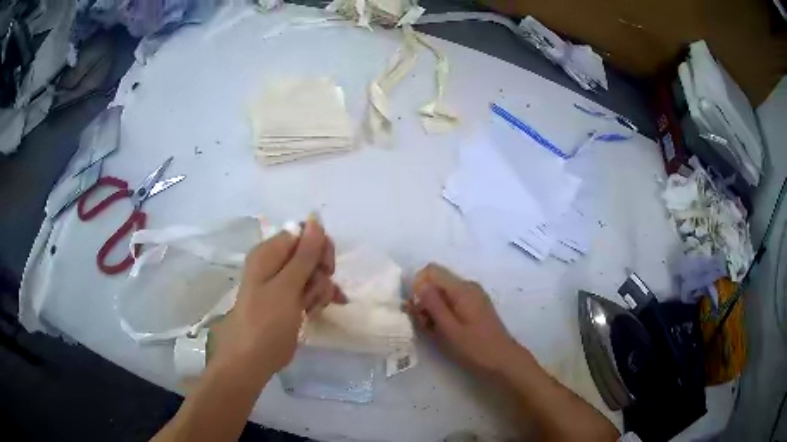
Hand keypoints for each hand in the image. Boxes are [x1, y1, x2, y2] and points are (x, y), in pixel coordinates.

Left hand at [211, 219, 345, 379]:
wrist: (252, 359)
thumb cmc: (266, 321)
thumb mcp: (287, 287)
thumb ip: (304, 254)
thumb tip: (315, 220)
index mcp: (269, 253)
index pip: (303, 233)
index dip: (318, 247)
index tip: (325, 268)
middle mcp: (275, 264)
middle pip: (311, 254)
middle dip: (319, 272)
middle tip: (314, 292)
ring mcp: (283, 284)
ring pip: (314, 275)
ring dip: (318, 290)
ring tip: (309, 309)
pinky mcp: (289, 302)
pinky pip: (310, 292)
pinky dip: (317, 300)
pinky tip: (317, 312)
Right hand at [407, 263, 519, 374]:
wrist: (503, 360)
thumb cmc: (474, 347)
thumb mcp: (448, 328)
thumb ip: (432, 304)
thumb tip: (418, 283)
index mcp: (462, 288)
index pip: (431, 271)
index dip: (417, 286)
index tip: (416, 309)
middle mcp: (468, 286)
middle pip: (436, 282)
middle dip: (424, 300)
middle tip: (423, 324)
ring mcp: (473, 296)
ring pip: (443, 293)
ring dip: (432, 309)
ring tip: (433, 331)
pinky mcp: (475, 306)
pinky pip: (452, 301)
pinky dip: (443, 312)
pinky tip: (444, 330)